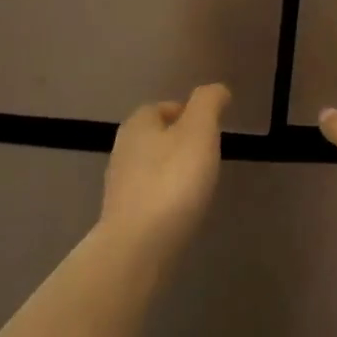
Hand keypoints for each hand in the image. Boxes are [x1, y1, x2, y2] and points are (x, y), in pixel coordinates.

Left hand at [101, 84, 229, 253]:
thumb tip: (217, 89)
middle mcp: (123, 150)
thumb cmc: (172, 181)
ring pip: (152, 167)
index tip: (211, 129)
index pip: (162, 107)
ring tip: (199, 184)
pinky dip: (166, 197)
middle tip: (209, 156)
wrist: (138, 247)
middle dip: (180, 143)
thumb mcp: (199, 132)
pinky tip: (182, 210)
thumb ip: (208, 104)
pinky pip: (150, 196)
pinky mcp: (123, 216)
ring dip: (173, 171)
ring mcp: (120, 185)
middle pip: (155, 137)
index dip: (188, 113)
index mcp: (138, 124)